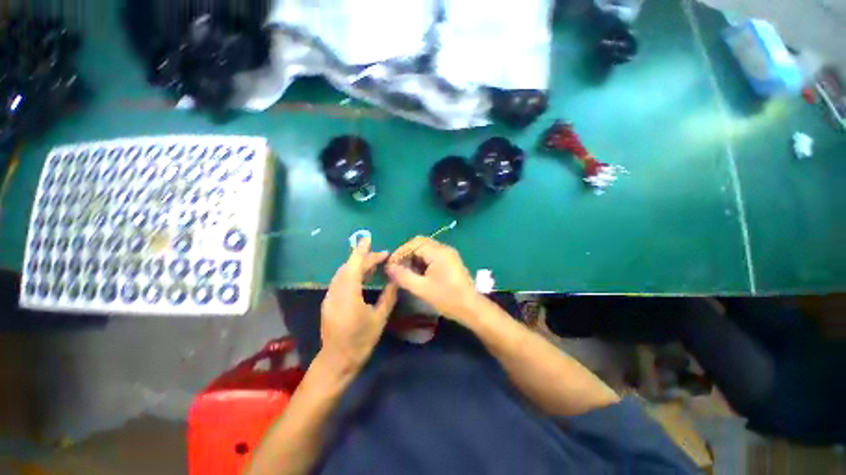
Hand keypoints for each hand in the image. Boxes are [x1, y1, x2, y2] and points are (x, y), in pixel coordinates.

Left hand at [320, 238, 397, 372]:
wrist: (337, 361)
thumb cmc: (361, 341)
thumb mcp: (379, 318)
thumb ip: (388, 296)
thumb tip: (395, 279)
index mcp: (348, 294)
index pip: (354, 265)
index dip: (361, 250)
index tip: (368, 238)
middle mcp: (336, 292)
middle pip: (349, 267)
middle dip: (365, 258)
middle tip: (383, 257)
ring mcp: (330, 297)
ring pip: (343, 273)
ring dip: (358, 265)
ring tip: (375, 265)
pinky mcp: (329, 302)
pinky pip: (340, 281)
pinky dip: (352, 274)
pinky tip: (363, 278)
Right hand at [386, 237, 479, 322]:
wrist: (471, 308)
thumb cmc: (447, 298)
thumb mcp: (422, 288)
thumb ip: (403, 276)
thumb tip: (388, 267)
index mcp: (438, 252)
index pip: (414, 243)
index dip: (400, 252)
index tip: (390, 265)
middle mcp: (444, 249)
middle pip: (420, 243)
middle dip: (407, 254)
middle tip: (397, 267)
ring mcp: (449, 254)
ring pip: (426, 249)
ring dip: (414, 257)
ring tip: (406, 271)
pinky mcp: (450, 261)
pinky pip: (433, 255)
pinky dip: (422, 261)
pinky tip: (418, 273)